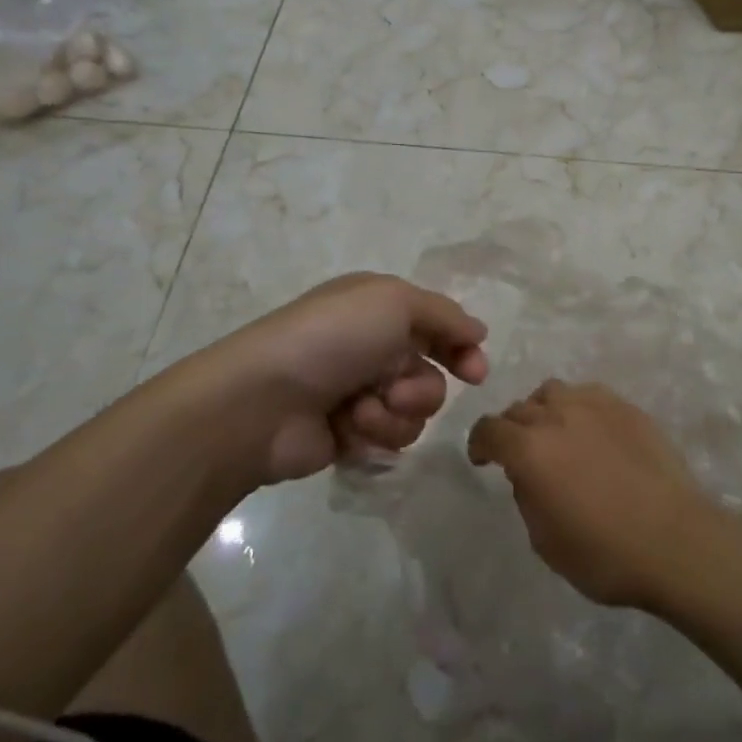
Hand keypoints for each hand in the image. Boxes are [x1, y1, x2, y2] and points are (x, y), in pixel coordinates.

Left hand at [185, 273, 488, 484]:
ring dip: (394, 414)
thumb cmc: (332, 338)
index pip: (437, 326)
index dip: (461, 348)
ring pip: (414, 413)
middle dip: (420, 389)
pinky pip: (389, 440)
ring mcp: (360, 393)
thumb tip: (478, 331)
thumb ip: (445, 315)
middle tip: (397, 391)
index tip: (475, 373)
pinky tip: (345, 428)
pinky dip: (372, 434)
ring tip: (360, 410)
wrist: (263, 400)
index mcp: (379, 308)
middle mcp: (373, 348)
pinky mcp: (349, 434)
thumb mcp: (395, 302)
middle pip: (431, 375)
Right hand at [467, 380, 720, 609]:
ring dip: (542, 410)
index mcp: (530, 450)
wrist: (675, 540)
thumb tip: (528, 474)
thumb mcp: (545, 541)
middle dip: (511, 429)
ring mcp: (594, 405)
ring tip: (554, 434)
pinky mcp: (626, 407)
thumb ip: (526, 497)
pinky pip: (588, 394)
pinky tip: (590, 430)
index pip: (489, 429)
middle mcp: (556, 416)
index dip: (479, 443)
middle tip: (520, 454)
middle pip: (519, 408)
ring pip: (552, 392)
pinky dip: (577, 408)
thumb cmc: (604, 554)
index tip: (482, 459)